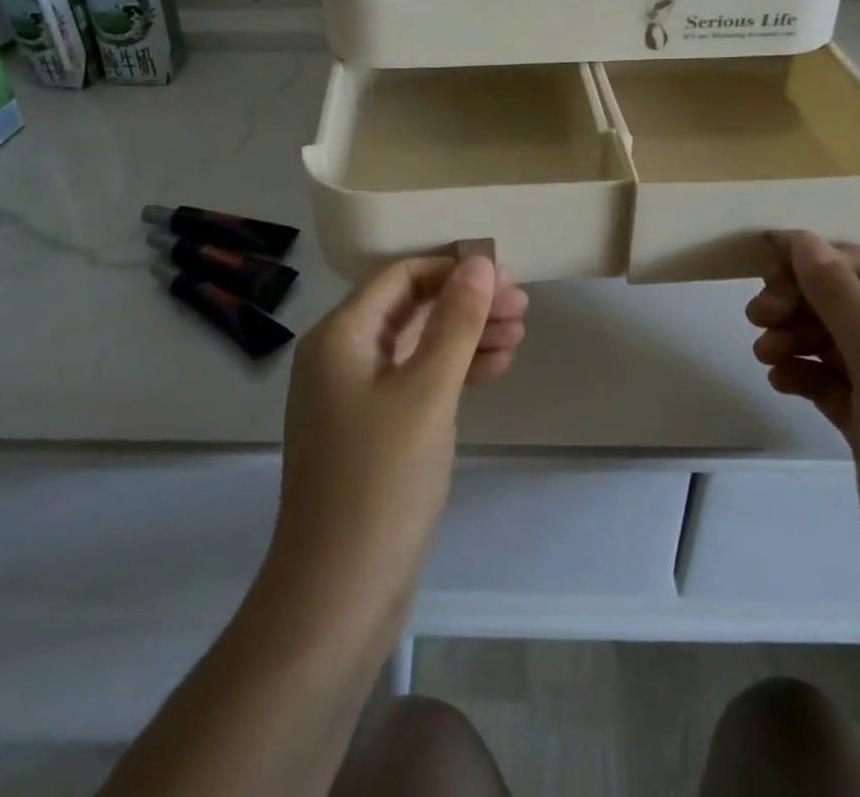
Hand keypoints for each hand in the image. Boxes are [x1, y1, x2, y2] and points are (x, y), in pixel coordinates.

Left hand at [268, 255, 527, 613]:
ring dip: (466, 337)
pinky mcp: (370, 431)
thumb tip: (480, 264)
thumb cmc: (382, 480)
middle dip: (466, 304)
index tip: (505, 275)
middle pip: (410, 309)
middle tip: (522, 308)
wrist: (337, 596)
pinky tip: (495, 368)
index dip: (454, 268)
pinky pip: (415, 383)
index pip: (401, 277)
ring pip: (417, 346)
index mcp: (340, 335)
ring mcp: (353, 396)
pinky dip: (453, 373)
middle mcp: (340, 356)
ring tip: (519, 335)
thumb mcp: (428, 391)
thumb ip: (456, 322)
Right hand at [749, 233, 859, 672]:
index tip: (764, 267)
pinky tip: (778, 381)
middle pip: (846, 301)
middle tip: (757, 316)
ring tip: (763, 353)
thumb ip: (841, 299)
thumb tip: (802, 239)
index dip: (818, 259)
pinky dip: (800, 373)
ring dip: (794, 336)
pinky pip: (828, 381)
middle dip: (799, 300)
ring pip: (832, 340)